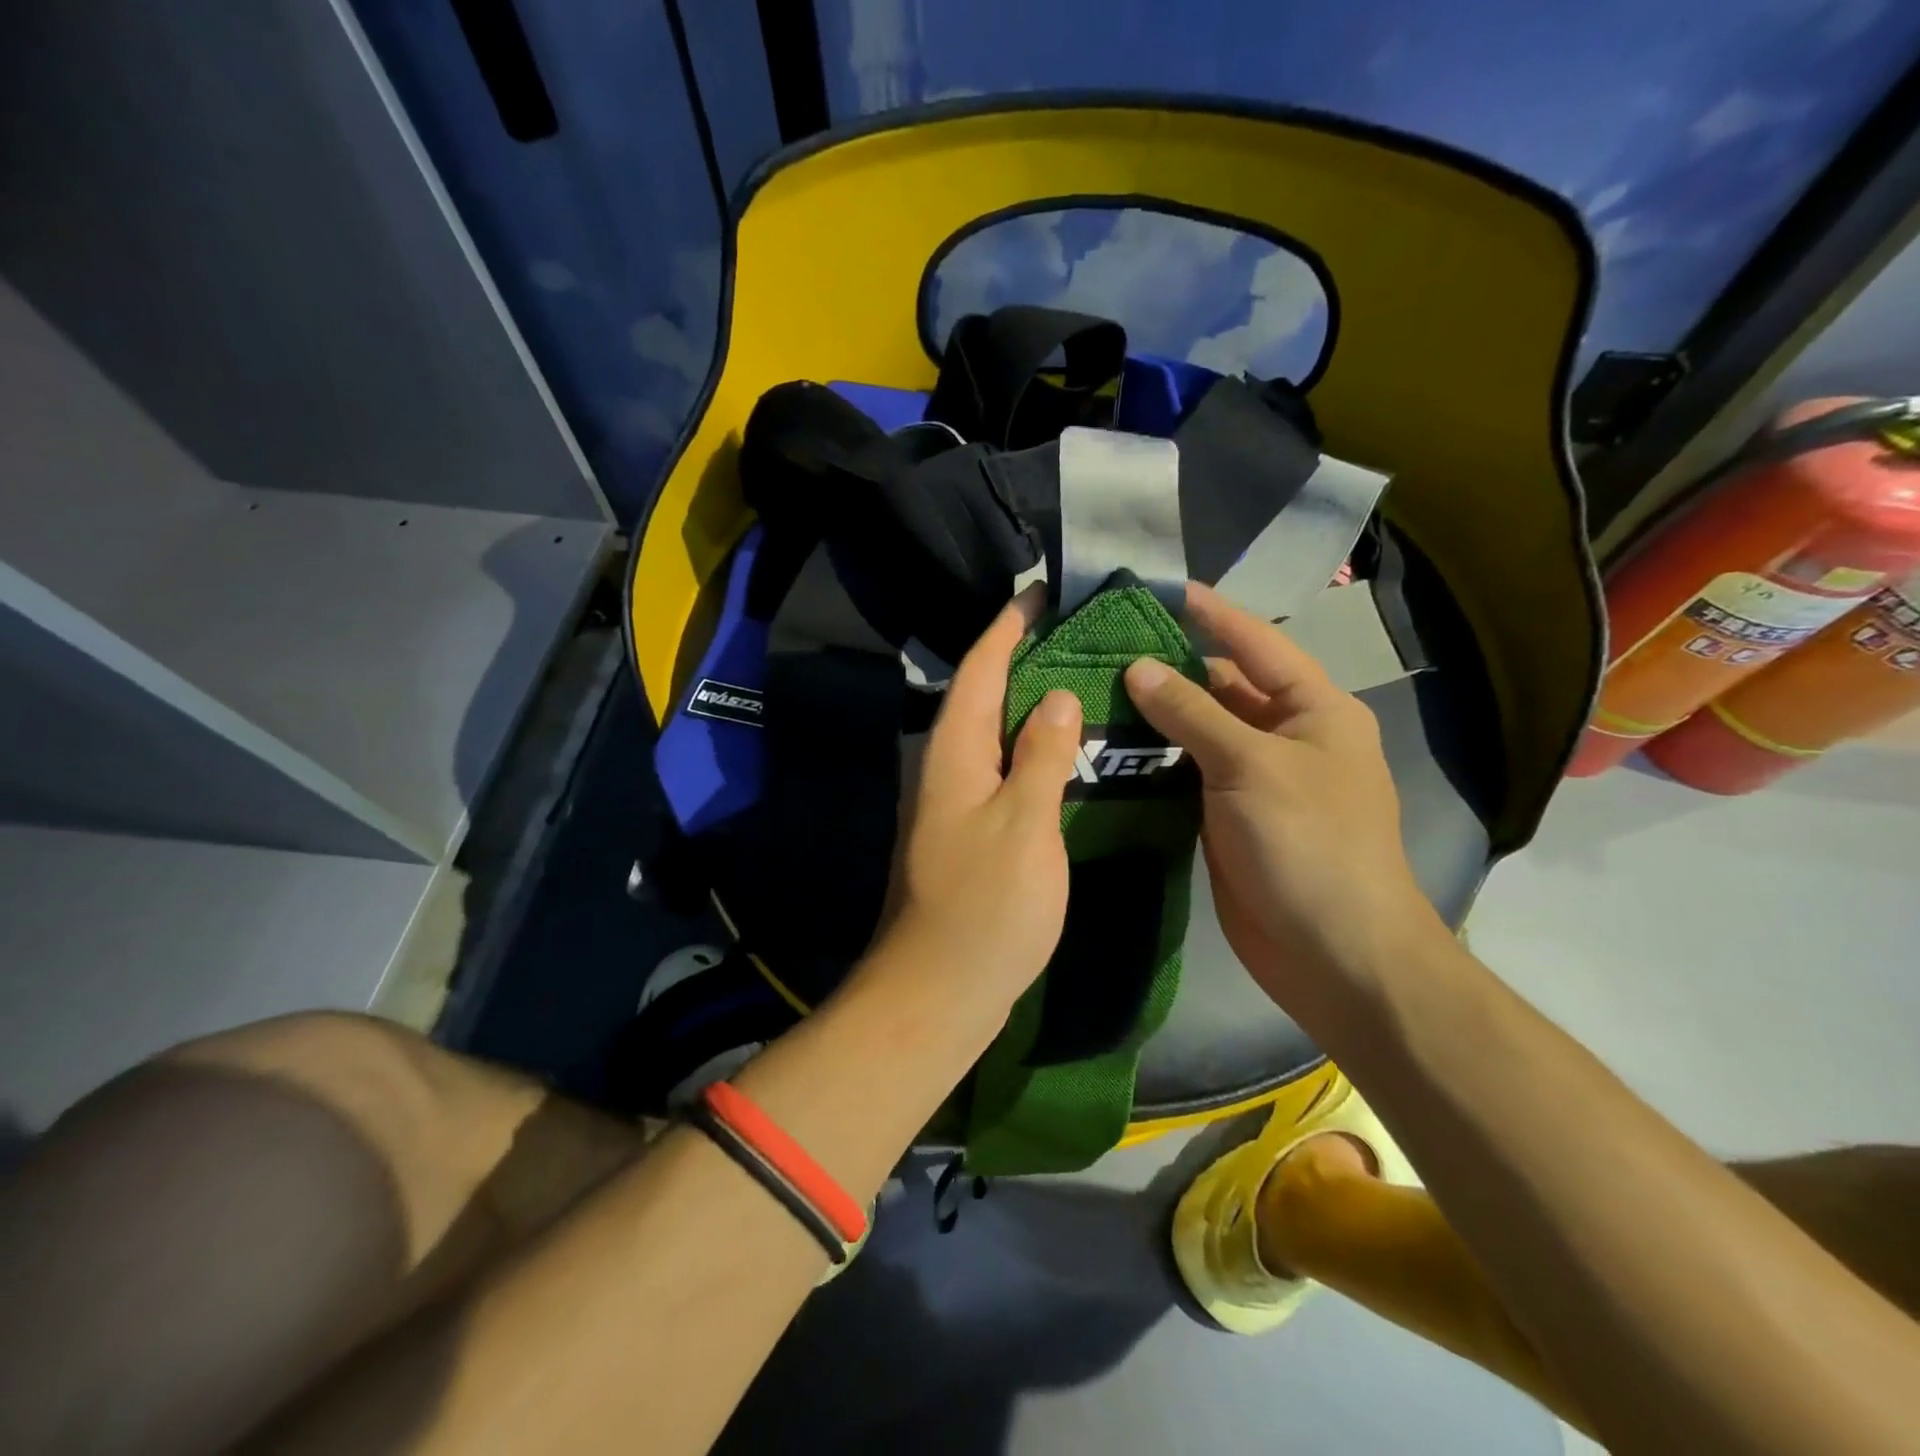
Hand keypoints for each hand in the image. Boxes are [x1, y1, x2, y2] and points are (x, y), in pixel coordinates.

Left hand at [857, 590, 1082, 1039]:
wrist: (939, 990)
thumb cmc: (985, 904)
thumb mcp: (1025, 824)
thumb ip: (1042, 756)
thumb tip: (1054, 696)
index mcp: (954, 753)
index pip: (978, 669)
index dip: (1007, 628)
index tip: (1039, 593)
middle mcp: (946, 768)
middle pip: (982, 696)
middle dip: (1021, 658)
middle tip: (1075, 634)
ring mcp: (955, 803)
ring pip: (993, 735)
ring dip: (1028, 705)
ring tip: (1079, 681)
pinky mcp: (969, 834)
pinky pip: (1002, 772)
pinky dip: (1030, 752)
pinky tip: (1065, 754)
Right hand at [1123, 583, 1447, 1029]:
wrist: (1335, 954)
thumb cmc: (1309, 845)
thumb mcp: (1251, 766)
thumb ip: (1192, 713)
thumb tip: (1138, 667)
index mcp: (1313, 711)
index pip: (1255, 644)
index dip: (1210, 613)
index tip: (1159, 589)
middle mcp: (1285, 738)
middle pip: (1220, 688)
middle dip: (1168, 668)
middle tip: (1101, 650)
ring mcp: (1254, 782)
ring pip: (1197, 734)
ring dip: (1153, 717)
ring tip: (1091, 693)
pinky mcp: (1226, 819)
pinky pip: (1186, 777)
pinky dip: (1152, 763)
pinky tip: (1107, 750)